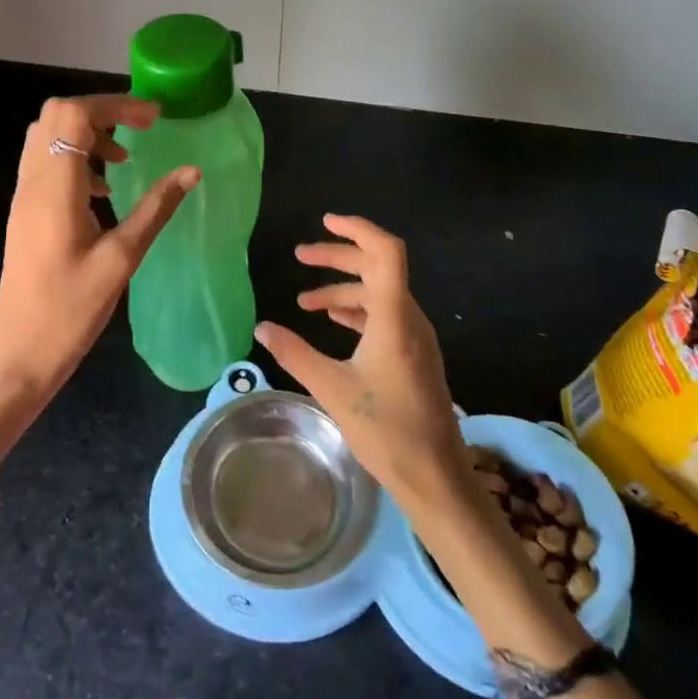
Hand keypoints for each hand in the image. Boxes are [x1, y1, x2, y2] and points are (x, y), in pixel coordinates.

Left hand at [0, 95, 196, 406]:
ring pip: (47, 135)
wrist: (20, 356)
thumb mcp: (122, 258)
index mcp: (54, 188)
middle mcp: (32, 182)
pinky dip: (74, 157)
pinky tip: (102, 191)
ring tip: (123, 160)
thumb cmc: (71, 311)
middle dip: (101, 112)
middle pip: (56, 114)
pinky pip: (44, 162)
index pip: (74, 114)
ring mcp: (23, 197)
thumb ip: (156, 208)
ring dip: (86, 134)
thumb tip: (191, 172)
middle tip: (139, 131)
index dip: (115, 104)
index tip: (153, 118)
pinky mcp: (23, 212)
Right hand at [255, 214, 470, 507]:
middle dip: (338, 258)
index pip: (385, 252)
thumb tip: (262, 327)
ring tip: (306, 300)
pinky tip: (334, 320)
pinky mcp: (415, 354)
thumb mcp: (332, 389)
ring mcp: (416, 337)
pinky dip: (358, 309)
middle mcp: (409, 317)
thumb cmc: (386, 429)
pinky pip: (386, 315)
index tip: (326, 222)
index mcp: (394, 317)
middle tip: (300, 256)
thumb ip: (295, 353)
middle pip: (378, 267)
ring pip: (380, 293)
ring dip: (344, 288)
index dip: (358, 229)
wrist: (435, 476)